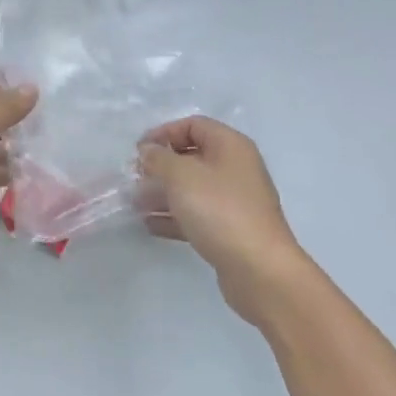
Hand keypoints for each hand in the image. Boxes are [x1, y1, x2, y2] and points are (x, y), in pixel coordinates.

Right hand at [138, 116, 308, 323]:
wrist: (260, 270)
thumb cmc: (219, 210)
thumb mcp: (181, 176)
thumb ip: (158, 158)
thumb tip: (148, 151)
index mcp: (230, 146)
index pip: (193, 125)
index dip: (163, 133)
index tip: (139, 150)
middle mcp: (235, 169)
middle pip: (191, 157)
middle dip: (160, 166)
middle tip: (135, 178)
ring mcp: (234, 201)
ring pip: (191, 188)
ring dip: (162, 193)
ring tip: (135, 203)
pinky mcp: (229, 229)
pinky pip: (196, 214)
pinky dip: (173, 216)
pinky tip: (149, 224)